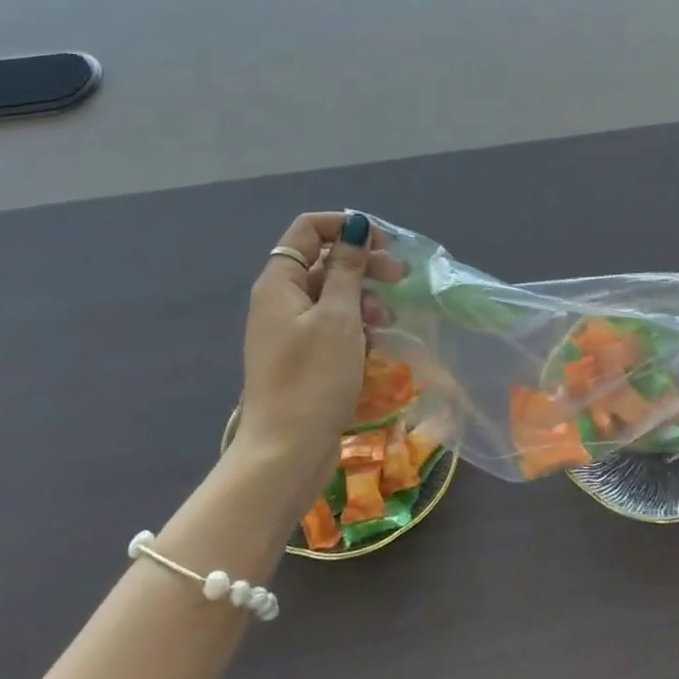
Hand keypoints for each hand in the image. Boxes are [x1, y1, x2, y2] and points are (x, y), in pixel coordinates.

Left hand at [233, 212, 402, 510]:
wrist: (286, 453)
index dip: (345, 226)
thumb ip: (348, 268)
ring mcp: (290, 331)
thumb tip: (356, 226)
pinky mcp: (302, 358)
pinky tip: (375, 342)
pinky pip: (331, 326)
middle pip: (323, 261)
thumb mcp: (339, 317)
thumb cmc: (313, 378)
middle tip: (399, 276)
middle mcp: (280, 300)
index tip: (383, 242)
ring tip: (387, 318)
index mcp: (279, 282)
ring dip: (363, 297)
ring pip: (331, 295)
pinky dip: (355, 326)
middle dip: (362, 263)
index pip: (309, 229)